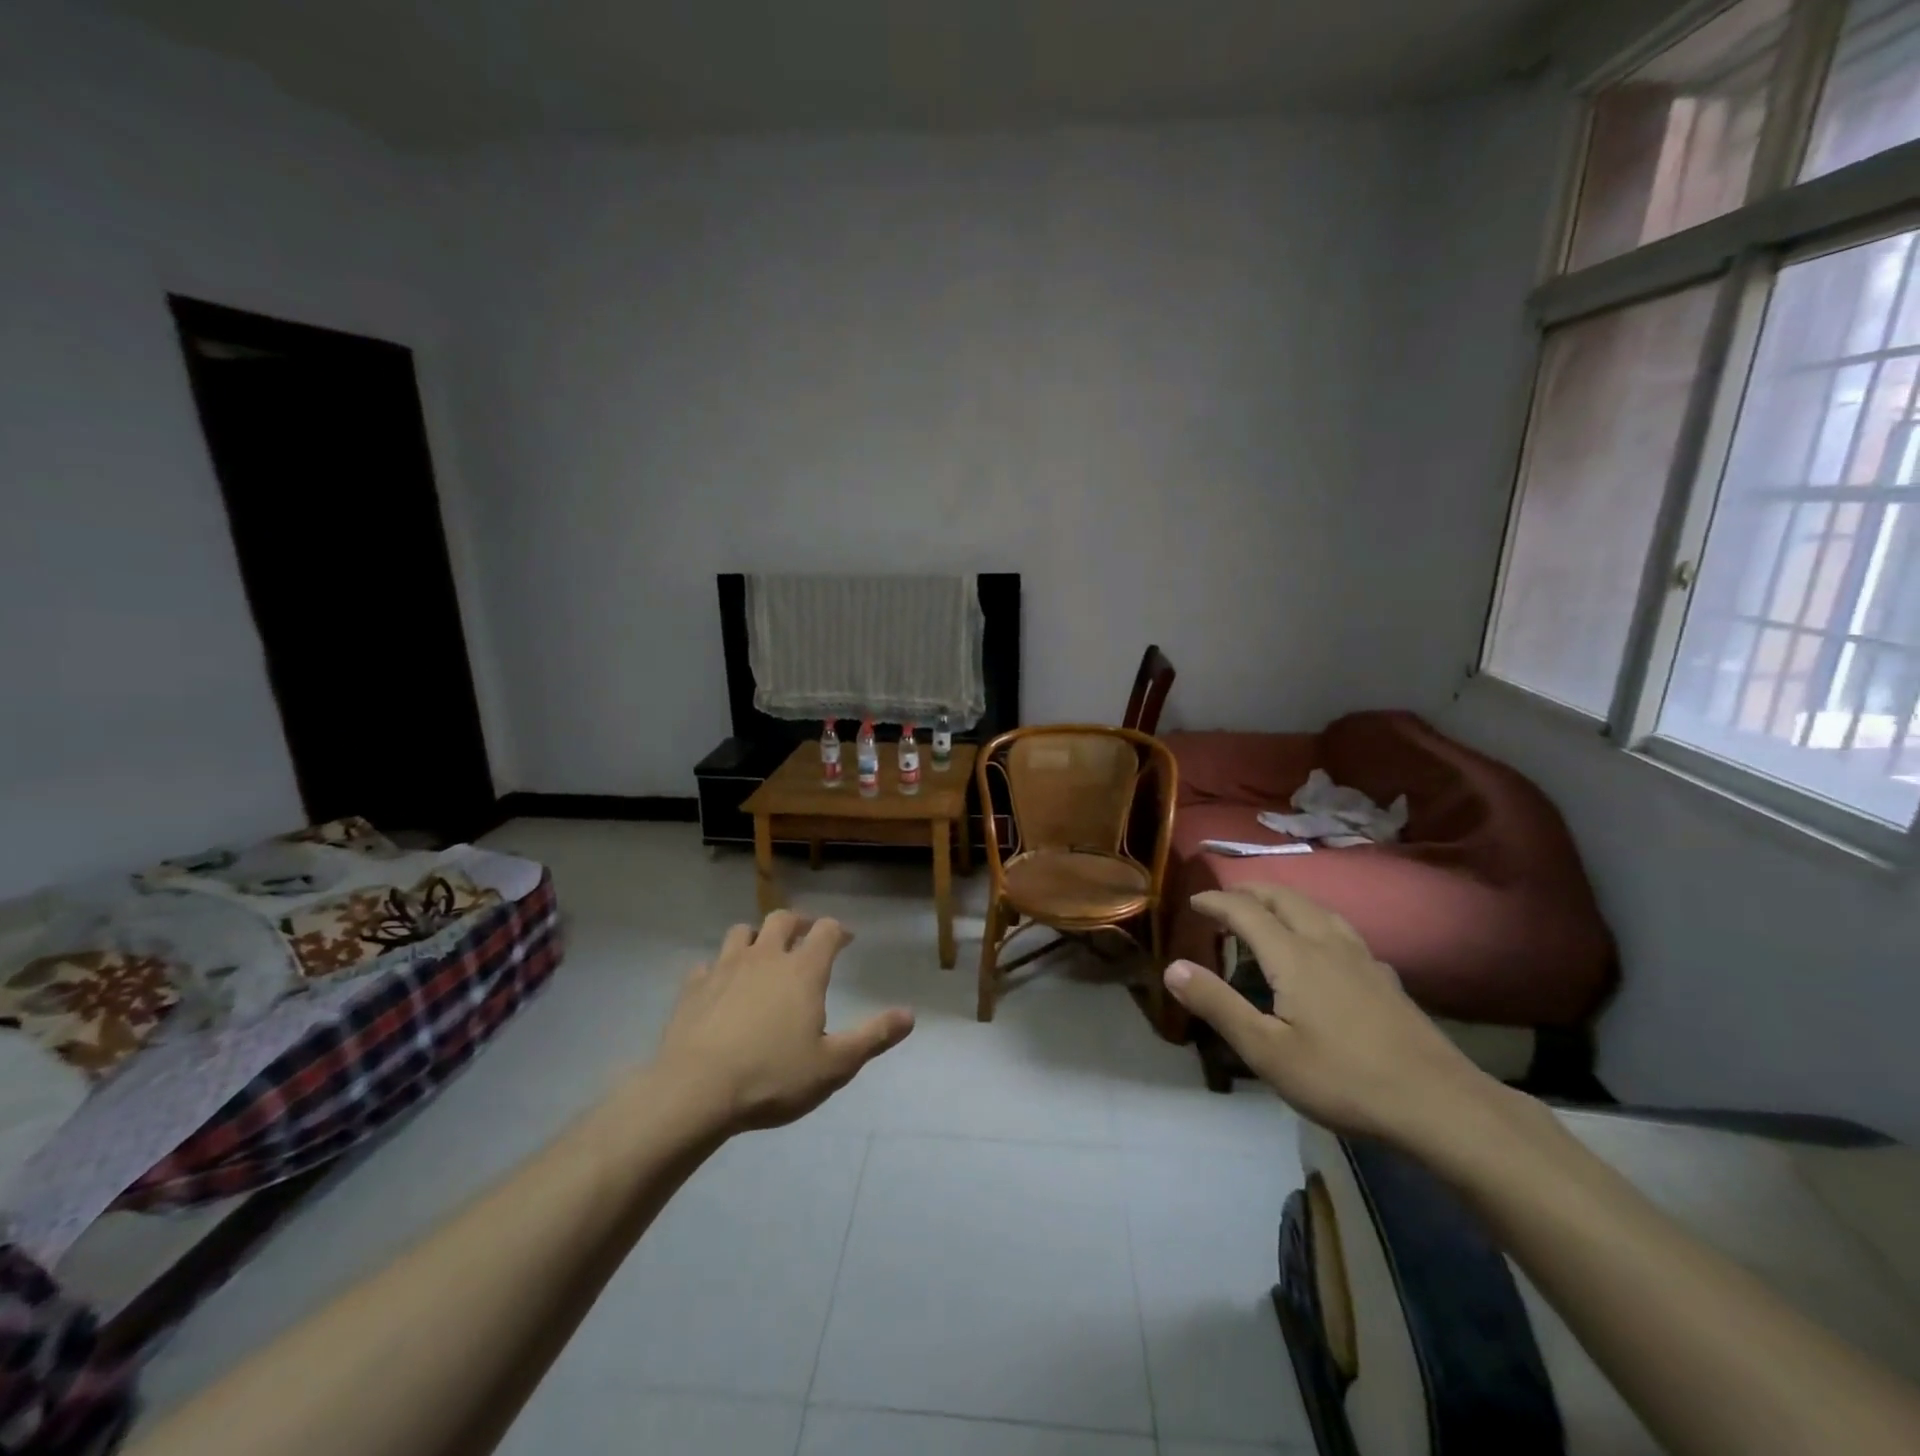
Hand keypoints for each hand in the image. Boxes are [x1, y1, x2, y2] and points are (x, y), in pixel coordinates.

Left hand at [653, 911, 913, 1133]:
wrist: (695, 1092)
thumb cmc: (773, 1077)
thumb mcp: (834, 1065)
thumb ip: (873, 1037)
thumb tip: (910, 1015)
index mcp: (803, 971)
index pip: (827, 930)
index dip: (839, 930)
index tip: (846, 940)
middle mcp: (765, 957)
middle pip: (782, 919)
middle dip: (798, 923)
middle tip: (806, 937)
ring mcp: (724, 968)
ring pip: (741, 933)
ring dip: (755, 938)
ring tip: (762, 955)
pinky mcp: (693, 988)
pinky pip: (706, 965)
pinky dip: (718, 970)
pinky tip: (720, 987)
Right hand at [1163, 886, 1504, 1148]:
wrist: (1440, 1105)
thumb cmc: (1343, 1078)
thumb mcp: (1266, 1051)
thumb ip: (1218, 1005)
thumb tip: (1172, 967)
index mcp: (1294, 956)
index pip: (1246, 911)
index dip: (1216, 902)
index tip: (1193, 902)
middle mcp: (1327, 944)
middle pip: (1285, 898)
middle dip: (1250, 892)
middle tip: (1225, 901)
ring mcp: (1362, 958)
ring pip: (1318, 909)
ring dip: (1284, 901)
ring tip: (1268, 912)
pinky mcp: (1385, 977)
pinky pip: (1341, 930)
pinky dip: (1315, 921)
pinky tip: (1322, 947)